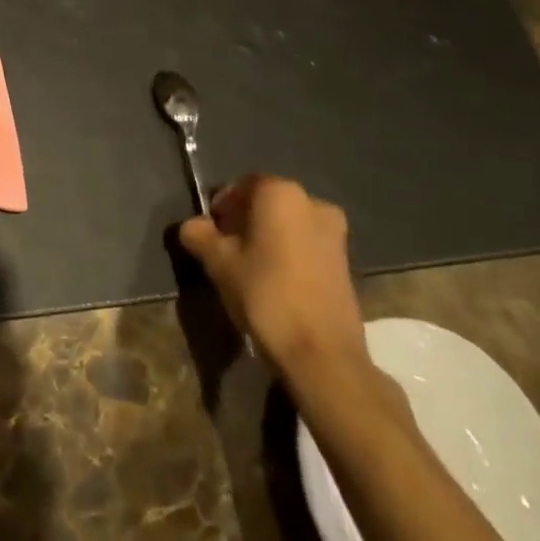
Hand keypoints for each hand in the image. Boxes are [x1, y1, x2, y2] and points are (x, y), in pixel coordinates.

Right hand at [177, 174, 368, 383]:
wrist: (321, 354)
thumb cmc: (265, 294)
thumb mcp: (218, 262)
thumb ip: (199, 234)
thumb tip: (193, 226)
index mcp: (281, 193)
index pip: (241, 186)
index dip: (220, 206)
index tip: (208, 231)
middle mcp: (313, 203)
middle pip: (266, 203)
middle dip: (243, 221)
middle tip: (224, 250)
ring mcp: (336, 234)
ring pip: (287, 225)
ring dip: (266, 238)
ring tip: (248, 269)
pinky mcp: (346, 263)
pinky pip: (305, 245)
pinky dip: (287, 255)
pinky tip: (274, 282)